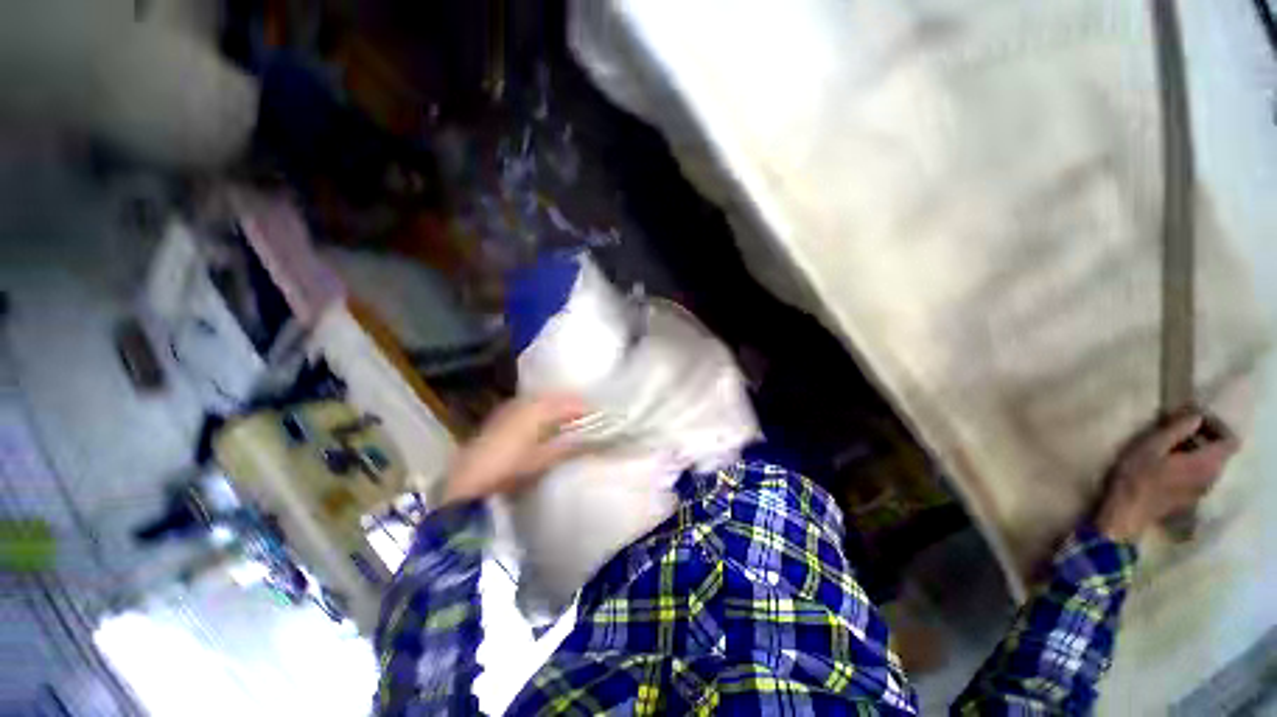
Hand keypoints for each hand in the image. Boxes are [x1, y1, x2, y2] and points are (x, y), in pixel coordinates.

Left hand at [440, 393, 587, 504]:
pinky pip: (529, 407)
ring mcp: (510, 408)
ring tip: (569, 419)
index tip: (601, 414)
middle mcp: (525, 402)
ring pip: (541, 401)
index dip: (585, 408)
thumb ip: (569, 447)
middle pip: (555, 398)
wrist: (467, 479)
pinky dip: (541, 411)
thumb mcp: (543, 459)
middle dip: (571, 405)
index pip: (569, 403)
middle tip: (587, 416)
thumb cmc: (509, 468)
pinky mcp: (500, 417)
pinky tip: (544, 423)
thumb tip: (593, 441)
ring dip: (556, 407)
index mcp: (538, 409)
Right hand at [1095, 411, 1239, 542]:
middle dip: (1205, 437)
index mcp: (1206, 463)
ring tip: (1171, 446)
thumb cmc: (1137, 477)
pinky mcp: (1191, 498)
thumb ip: (1177, 430)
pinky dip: (1191, 464)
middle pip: (1221, 452)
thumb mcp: (1151, 446)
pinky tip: (1168, 464)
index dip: (1217, 425)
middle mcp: (1212, 477)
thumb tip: (1196, 415)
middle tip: (1179, 429)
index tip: (1194, 418)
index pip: (1230, 440)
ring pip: (1210, 465)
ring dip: (1197, 451)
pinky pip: (1200, 476)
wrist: (1127, 513)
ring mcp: (1202, 490)